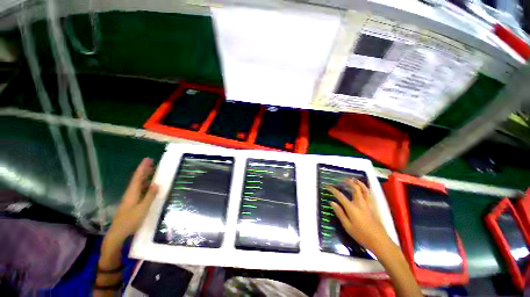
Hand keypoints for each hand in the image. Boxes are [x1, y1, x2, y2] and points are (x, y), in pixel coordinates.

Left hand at [107, 158, 157, 242]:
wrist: (118, 233)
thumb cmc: (130, 220)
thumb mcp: (143, 208)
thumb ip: (150, 196)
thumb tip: (156, 184)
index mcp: (132, 192)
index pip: (138, 177)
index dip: (142, 168)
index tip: (148, 159)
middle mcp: (130, 193)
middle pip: (137, 179)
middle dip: (144, 170)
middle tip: (152, 163)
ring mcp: (131, 198)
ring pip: (138, 184)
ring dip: (145, 177)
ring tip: (153, 171)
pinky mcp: (132, 202)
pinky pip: (140, 189)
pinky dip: (145, 185)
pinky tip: (150, 186)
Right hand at [327, 178, 390, 252]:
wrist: (379, 241)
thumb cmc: (361, 235)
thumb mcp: (347, 226)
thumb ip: (340, 213)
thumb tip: (332, 203)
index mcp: (352, 208)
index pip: (340, 195)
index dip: (333, 190)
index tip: (328, 186)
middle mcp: (360, 203)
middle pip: (355, 188)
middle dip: (349, 182)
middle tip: (344, 179)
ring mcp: (368, 204)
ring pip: (364, 189)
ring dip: (359, 183)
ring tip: (354, 179)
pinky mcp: (374, 207)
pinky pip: (369, 194)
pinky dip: (366, 188)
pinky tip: (364, 189)